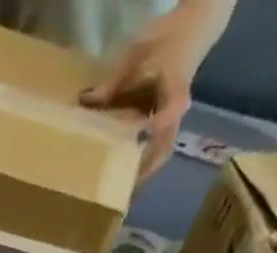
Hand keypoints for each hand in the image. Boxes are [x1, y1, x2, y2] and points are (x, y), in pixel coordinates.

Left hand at [80, 0, 229, 187]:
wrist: (191, 31)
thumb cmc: (166, 38)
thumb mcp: (139, 53)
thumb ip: (115, 80)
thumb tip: (86, 101)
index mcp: (175, 89)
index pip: (171, 111)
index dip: (158, 127)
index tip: (140, 139)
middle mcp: (176, 113)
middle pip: (162, 149)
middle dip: (140, 172)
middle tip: (117, 194)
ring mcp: (173, 123)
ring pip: (159, 156)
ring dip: (140, 177)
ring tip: (117, 197)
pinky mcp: (167, 128)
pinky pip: (155, 154)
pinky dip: (140, 169)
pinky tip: (122, 182)